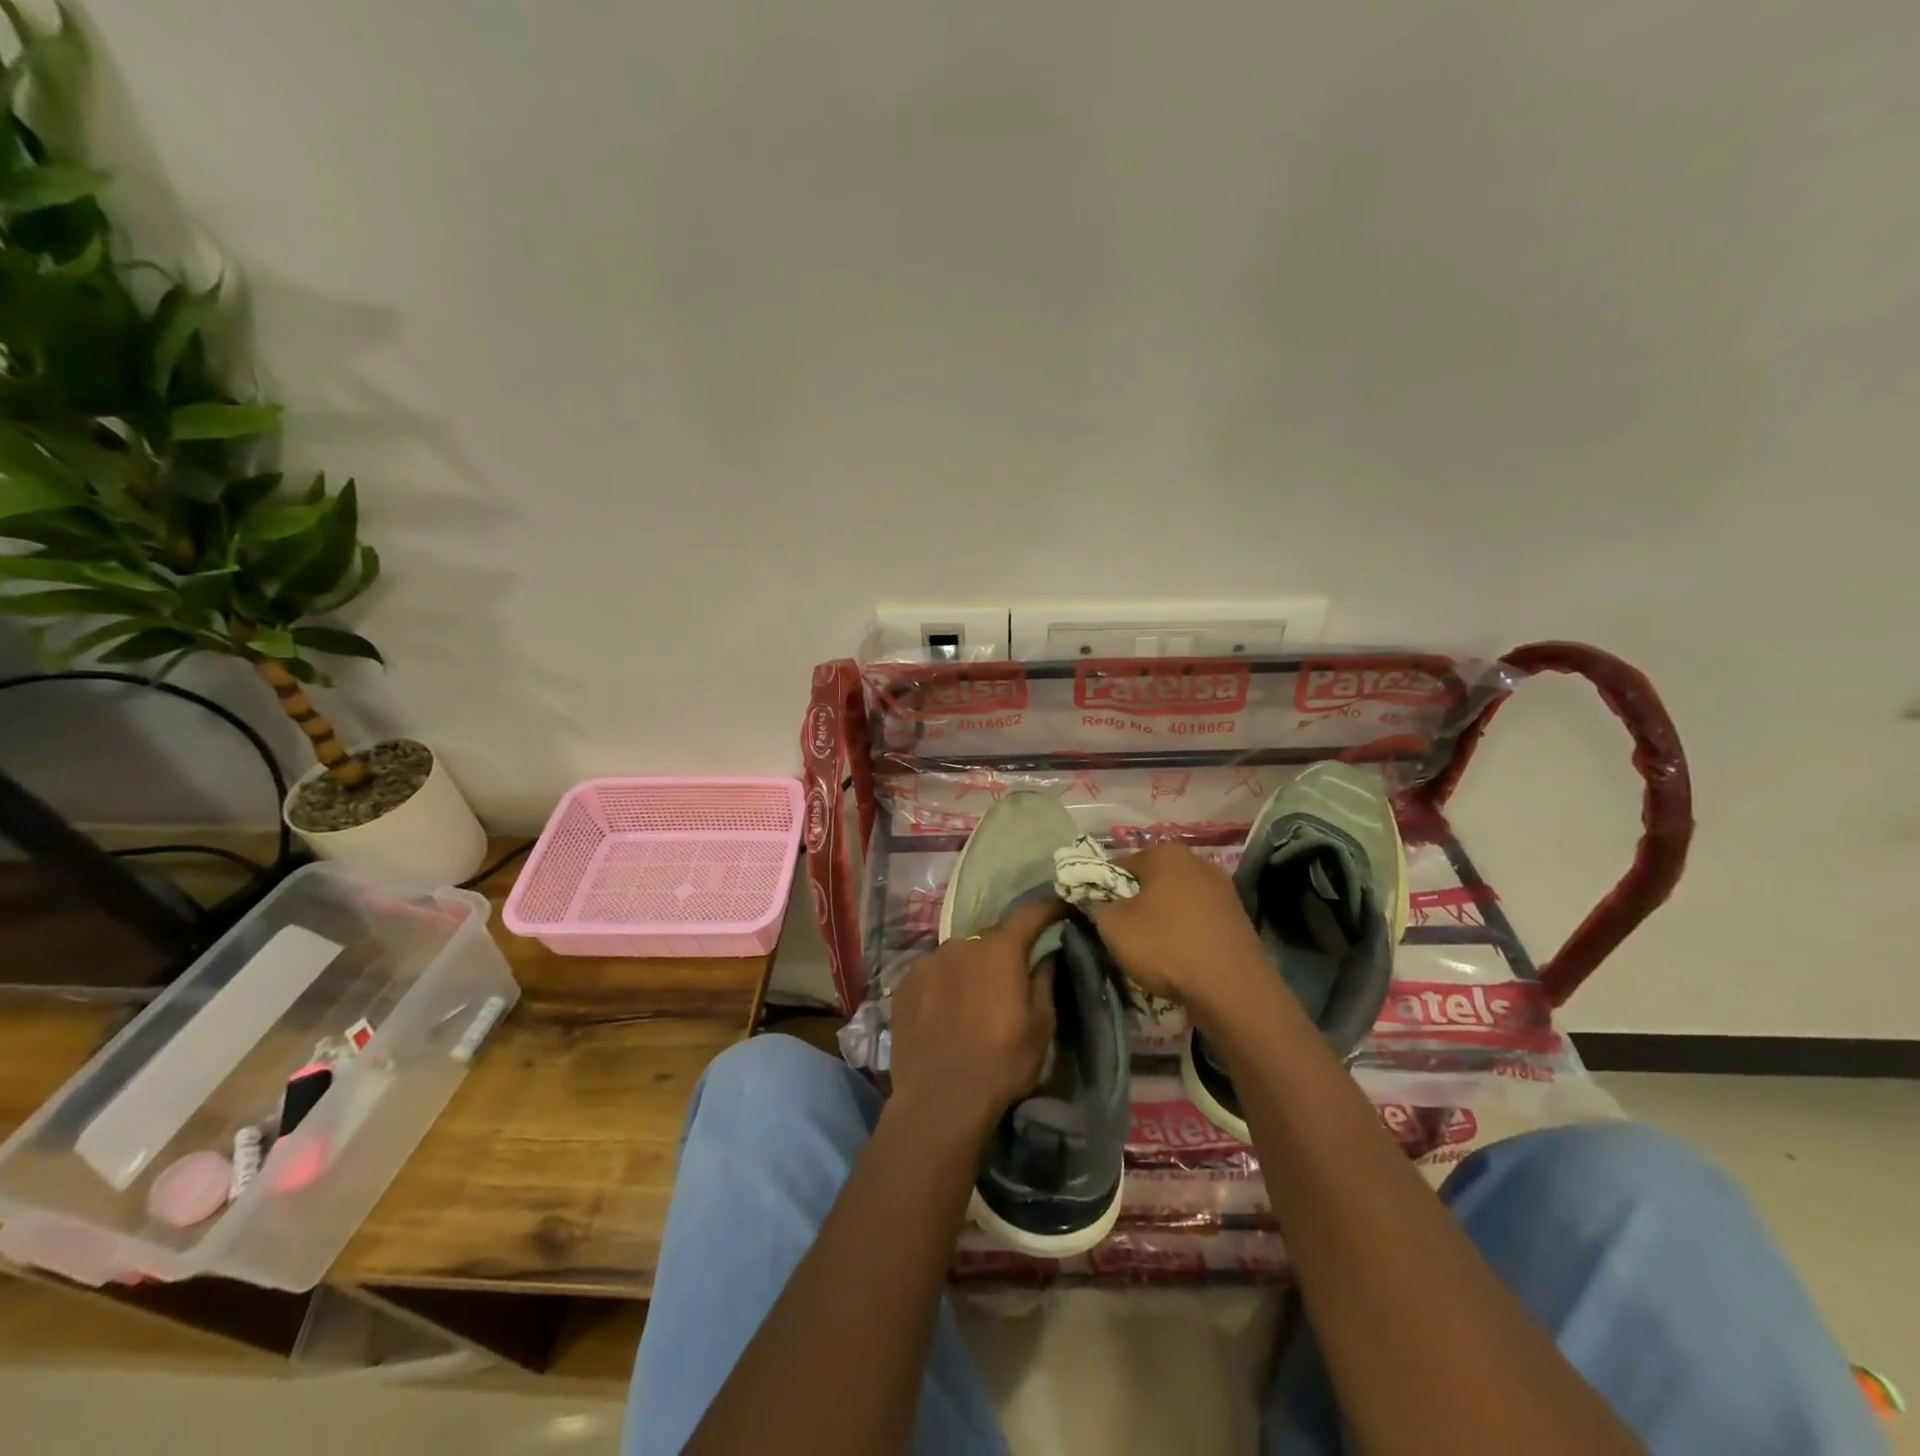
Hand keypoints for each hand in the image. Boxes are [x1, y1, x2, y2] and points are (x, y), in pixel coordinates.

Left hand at [888, 897, 1061, 1135]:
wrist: (939, 1100)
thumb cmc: (1001, 1063)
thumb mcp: (1041, 1027)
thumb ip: (1045, 980)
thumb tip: (1047, 953)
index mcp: (1000, 950)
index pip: (1030, 913)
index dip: (1048, 908)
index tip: (1060, 909)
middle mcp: (962, 943)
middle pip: (991, 938)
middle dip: (1004, 952)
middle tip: (1010, 980)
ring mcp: (929, 961)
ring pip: (960, 955)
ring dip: (971, 969)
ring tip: (972, 1003)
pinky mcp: (905, 982)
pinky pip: (933, 972)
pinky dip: (943, 984)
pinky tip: (944, 1012)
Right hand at [1085, 844, 1267, 1015]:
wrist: (1232, 990)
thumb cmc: (1166, 946)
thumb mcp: (1113, 925)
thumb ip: (1099, 905)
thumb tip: (1104, 903)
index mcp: (1166, 853)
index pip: (1120, 865)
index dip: (1104, 889)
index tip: (1099, 915)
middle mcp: (1198, 861)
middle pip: (1152, 881)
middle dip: (1137, 903)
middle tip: (1124, 933)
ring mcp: (1224, 890)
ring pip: (1177, 902)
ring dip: (1163, 920)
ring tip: (1153, 951)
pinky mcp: (1239, 919)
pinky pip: (1199, 921)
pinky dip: (1186, 935)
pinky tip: (1181, 959)